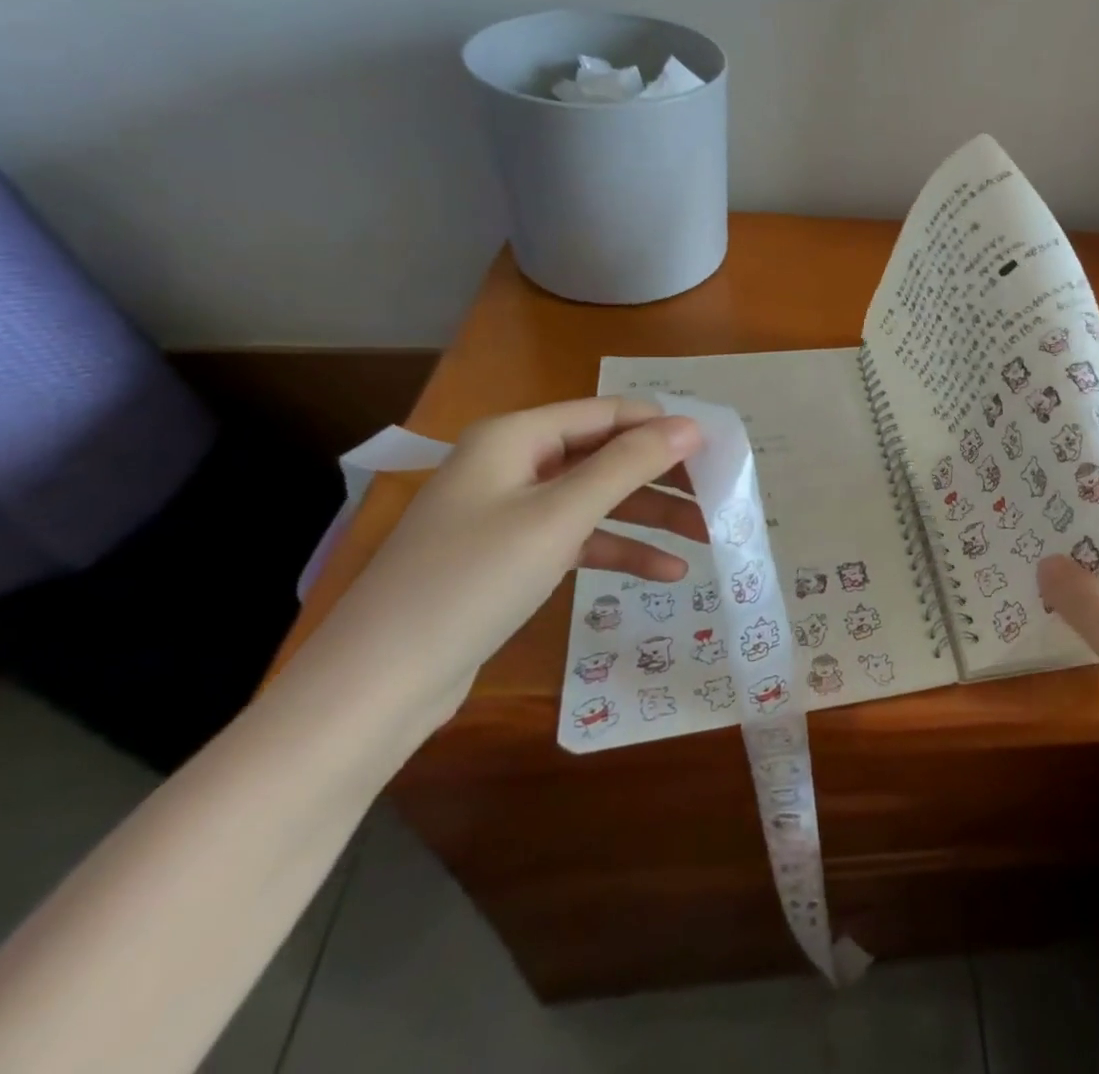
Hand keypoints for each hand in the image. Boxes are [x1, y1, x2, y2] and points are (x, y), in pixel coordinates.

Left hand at [289, 397, 704, 736]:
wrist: (378, 685)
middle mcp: (514, 464)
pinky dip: (621, 550)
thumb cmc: (473, 580)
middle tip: (719, 496)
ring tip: (707, 537)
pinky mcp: (513, 556)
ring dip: (651, 516)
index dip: (665, 427)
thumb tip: (692, 426)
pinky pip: (580, 538)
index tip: (720, 450)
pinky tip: (667, 572)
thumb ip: (628, 464)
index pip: (610, 413)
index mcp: (516, 436)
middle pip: (607, 456)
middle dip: (663, 476)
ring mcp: (512, 512)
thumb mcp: (560, 515)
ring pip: (598, 499)